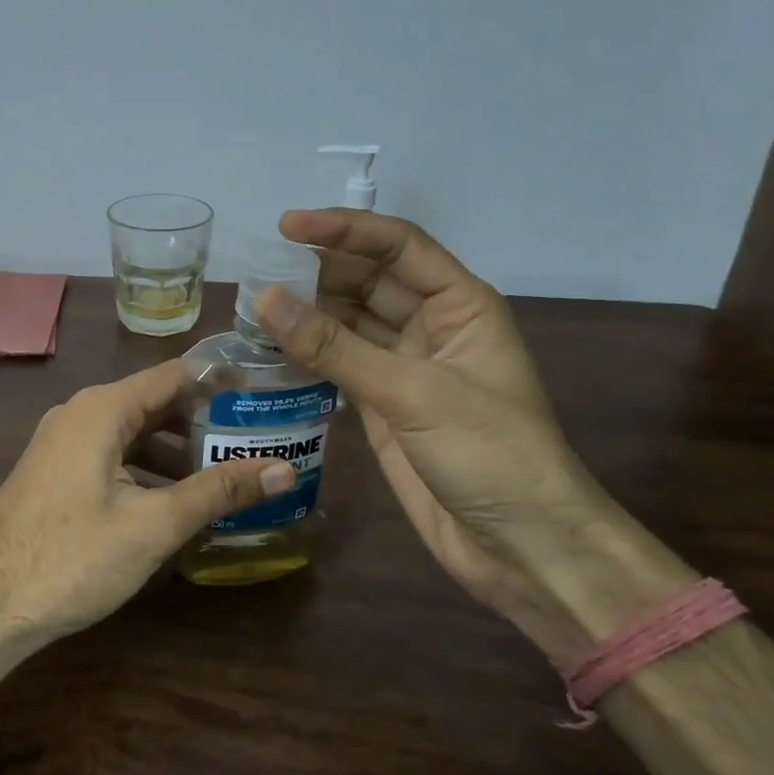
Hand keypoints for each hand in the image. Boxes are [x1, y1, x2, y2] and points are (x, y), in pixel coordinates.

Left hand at [0, 359, 295, 640]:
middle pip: (155, 403)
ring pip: (134, 434)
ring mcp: (62, 444)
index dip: (223, 383)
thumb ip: (219, 491)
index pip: (175, 375)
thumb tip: (285, 470)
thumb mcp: (154, 525)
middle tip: (260, 440)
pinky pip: (112, 456)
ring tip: (229, 475)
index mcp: (102, 409)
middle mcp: (80, 414)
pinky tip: (177, 502)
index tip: (268, 397)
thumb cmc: (72, 558)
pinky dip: (147, 470)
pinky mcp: (56, 474)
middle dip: (205, 422)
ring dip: (177, 452)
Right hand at [255, 209, 608, 655]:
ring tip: (252, 304)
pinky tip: (269, 348)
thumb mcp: (413, 393)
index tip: (286, 226)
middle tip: (258, 268)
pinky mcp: (382, 405)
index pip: (397, 246)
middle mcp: (431, 326)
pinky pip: (337, 365)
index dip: (343, 230)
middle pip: (368, 280)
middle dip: (318, 270)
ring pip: (348, 322)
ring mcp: (404, 367)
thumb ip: (335, 348)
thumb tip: (265, 299)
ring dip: (307, 312)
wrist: (521, 547)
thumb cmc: (490, 456)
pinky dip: (306, 355)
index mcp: (460, 305)